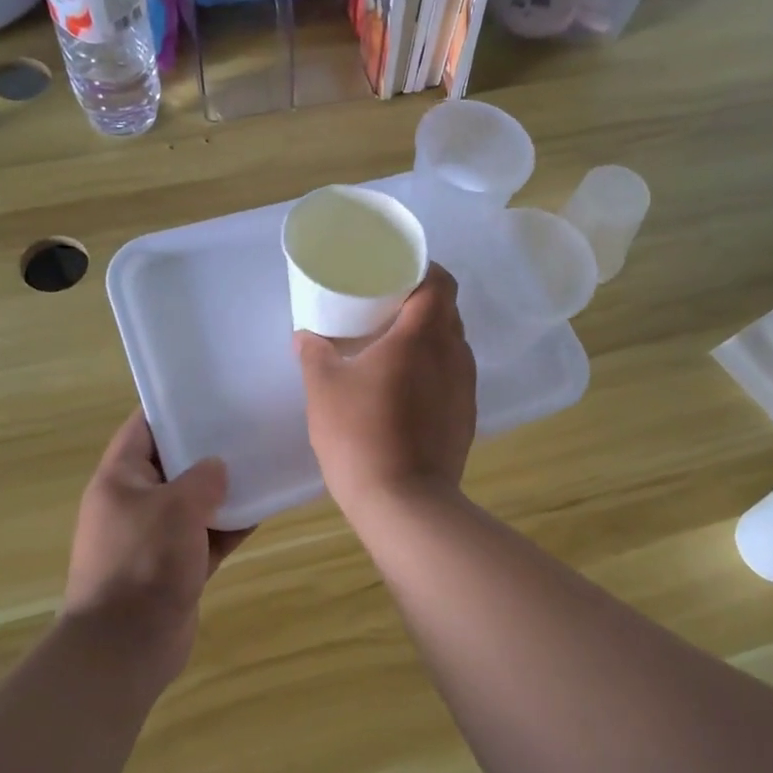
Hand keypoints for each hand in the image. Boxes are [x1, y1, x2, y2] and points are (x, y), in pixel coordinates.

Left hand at [64, 410, 251, 686]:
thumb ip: (202, 479)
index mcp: (121, 478)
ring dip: (226, 487)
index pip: (145, 427)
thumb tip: (218, 467)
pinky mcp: (177, 565)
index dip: (175, 406)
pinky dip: (232, 523)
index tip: (213, 391)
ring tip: (264, 460)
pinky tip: (266, 507)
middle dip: (209, 446)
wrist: (126, 646)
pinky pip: (209, 534)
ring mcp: (157, 536)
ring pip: (196, 500)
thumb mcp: (174, 508)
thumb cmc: (142, 563)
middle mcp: (136, 501)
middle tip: (248, 423)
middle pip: (176, 462)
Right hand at [295, 264, 476, 517]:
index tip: (396, 272)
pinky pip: (452, 378)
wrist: (405, 503)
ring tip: (392, 349)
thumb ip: (314, 354)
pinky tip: (403, 390)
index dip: (422, 269)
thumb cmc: (360, 434)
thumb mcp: (324, 389)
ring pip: (451, 347)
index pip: (440, 282)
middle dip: (419, 304)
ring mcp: (465, 388)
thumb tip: (305, 336)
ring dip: (427, 340)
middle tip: (384, 308)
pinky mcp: (466, 418)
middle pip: (447, 312)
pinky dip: (432, 371)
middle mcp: (454, 354)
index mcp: (423, 335)